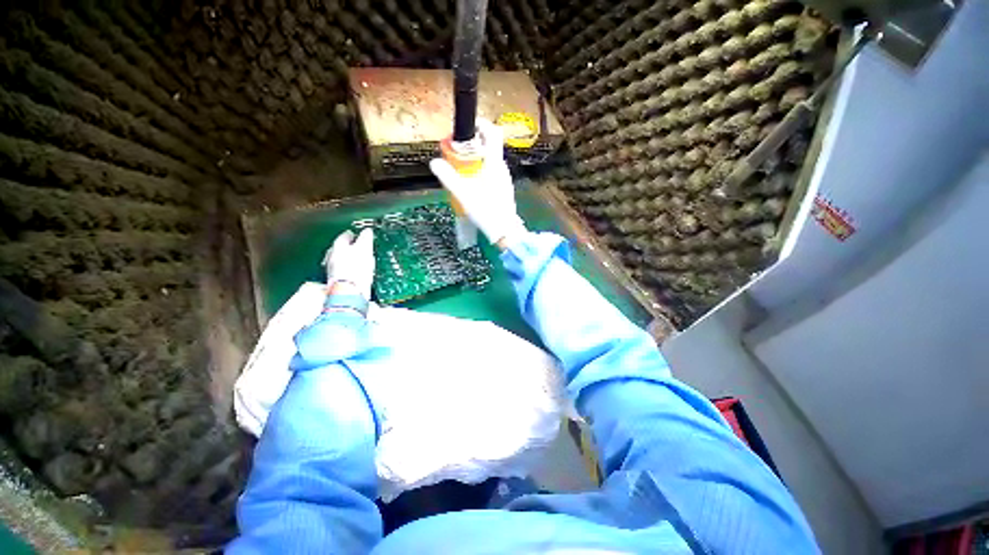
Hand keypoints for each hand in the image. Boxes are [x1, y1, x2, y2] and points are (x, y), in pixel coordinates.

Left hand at [322, 229, 374, 299]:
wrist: (350, 291)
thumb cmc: (356, 268)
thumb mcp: (364, 248)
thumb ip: (366, 238)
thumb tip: (367, 231)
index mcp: (337, 245)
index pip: (346, 235)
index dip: (356, 234)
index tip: (363, 235)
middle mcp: (332, 256)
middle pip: (343, 248)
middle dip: (352, 247)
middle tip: (363, 248)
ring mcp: (334, 269)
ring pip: (344, 260)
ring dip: (352, 259)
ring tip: (363, 261)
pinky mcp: (339, 280)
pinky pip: (347, 271)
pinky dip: (353, 269)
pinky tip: (360, 273)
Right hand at [429, 119, 526, 246]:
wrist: (504, 231)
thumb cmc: (486, 210)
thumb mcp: (463, 194)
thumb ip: (448, 177)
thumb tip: (434, 162)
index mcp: (494, 163)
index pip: (492, 133)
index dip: (480, 124)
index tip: (466, 126)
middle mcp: (502, 167)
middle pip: (489, 146)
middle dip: (473, 143)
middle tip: (457, 150)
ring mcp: (504, 178)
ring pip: (490, 160)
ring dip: (476, 157)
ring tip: (462, 168)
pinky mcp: (503, 188)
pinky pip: (492, 171)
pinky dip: (481, 169)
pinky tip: (472, 183)